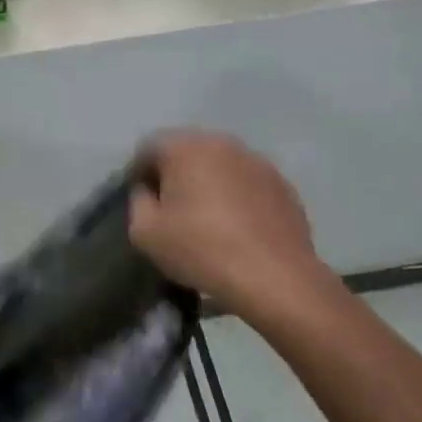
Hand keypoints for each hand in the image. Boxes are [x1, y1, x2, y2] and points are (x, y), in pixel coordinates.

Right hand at [129, 130, 336, 326]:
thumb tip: (148, 191)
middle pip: (187, 152)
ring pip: (220, 166)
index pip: (148, 148)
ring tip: (207, 220)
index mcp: (185, 148)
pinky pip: (248, 184)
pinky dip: (237, 198)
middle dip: (175, 175)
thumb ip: (138, 201)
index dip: (138, 174)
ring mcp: (258, 162)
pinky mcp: (283, 185)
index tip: (142, 202)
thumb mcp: (145, 232)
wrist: (275, 278)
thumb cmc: (201, 249)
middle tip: (171, 210)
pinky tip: (237, 229)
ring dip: (208, 184)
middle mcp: (222, 143)